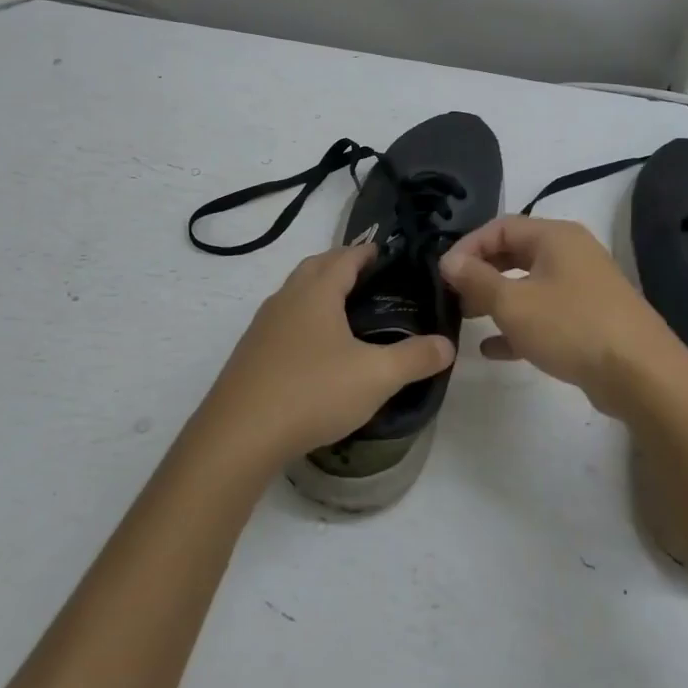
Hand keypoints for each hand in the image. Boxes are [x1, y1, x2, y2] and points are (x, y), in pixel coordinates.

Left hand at [198, 246, 454, 467]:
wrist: (239, 435)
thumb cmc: (312, 391)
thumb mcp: (375, 376)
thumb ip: (415, 358)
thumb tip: (447, 344)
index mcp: (316, 293)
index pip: (344, 257)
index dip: (365, 252)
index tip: (385, 253)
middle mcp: (286, 299)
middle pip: (314, 267)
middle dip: (340, 265)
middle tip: (368, 277)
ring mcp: (263, 326)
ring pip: (294, 294)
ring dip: (318, 291)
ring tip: (344, 312)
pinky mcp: (250, 354)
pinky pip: (282, 322)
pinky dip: (303, 320)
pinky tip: (314, 350)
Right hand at [440, 216, 687, 418]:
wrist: (642, 375)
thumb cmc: (571, 326)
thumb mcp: (513, 302)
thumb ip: (476, 279)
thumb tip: (448, 261)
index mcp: (555, 236)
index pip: (500, 227)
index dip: (468, 246)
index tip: (443, 273)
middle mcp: (571, 254)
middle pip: (514, 254)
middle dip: (481, 273)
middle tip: (452, 295)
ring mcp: (583, 288)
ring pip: (529, 285)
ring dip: (496, 300)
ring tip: (465, 319)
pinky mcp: (589, 320)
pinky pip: (545, 314)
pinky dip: (518, 325)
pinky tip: (492, 349)